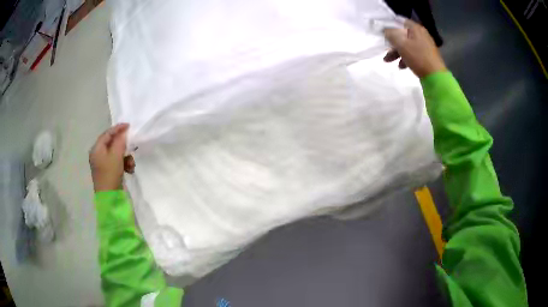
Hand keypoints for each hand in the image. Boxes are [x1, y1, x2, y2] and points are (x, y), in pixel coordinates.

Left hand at [89, 123, 130, 191]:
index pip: (107, 134)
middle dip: (123, 146)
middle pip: (112, 143)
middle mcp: (98, 155)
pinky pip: (118, 162)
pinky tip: (129, 170)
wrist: (110, 199)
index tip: (129, 126)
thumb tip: (123, 132)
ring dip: (126, 156)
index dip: (118, 128)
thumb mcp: (116, 156)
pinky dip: (124, 164)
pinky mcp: (109, 172)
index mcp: (96, 149)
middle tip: (132, 146)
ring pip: (117, 153)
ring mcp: (103, 164)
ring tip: (131, 164)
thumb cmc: (110, 175)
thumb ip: (120, 141)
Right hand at [383, 19, 445, 77]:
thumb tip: (385, 30)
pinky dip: (406, 58)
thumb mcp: (401, 44)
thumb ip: (391, 34)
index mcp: (416, 28)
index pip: (400, 21)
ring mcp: (425, 45)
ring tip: (389, 61)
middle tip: (384, 50)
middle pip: (403, 35)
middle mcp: (421, 34)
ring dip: (397, 52)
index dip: (389, 26)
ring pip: (407, 45)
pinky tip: (401, 66)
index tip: (382, 33)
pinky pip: (413, 53)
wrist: (435, 77)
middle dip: (392, 43)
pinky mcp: (427, 56)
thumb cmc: (418, 57)